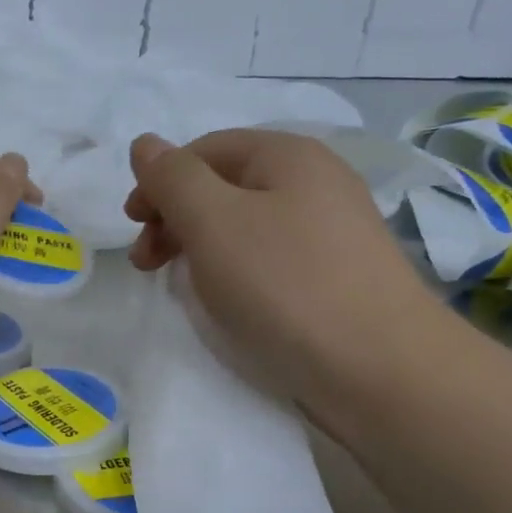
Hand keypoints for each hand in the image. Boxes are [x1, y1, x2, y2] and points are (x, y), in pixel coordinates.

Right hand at [125, 130, 447, 431]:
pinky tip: (228, 299)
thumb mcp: (212, 221)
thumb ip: (172, 178)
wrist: (379, 368)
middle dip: (175, 216)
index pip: (204, 150)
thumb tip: (144, 144)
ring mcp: (331, 229)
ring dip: (200, 245)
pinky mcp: (336, 273)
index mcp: (287, 155)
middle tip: (147, 263)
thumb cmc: (284, 284)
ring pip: (245, 223)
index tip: (132, 228)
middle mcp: (315, 181)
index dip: (159, 182)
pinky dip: (235, 269)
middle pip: (224, 185)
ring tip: (181, 284)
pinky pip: (269, 255)